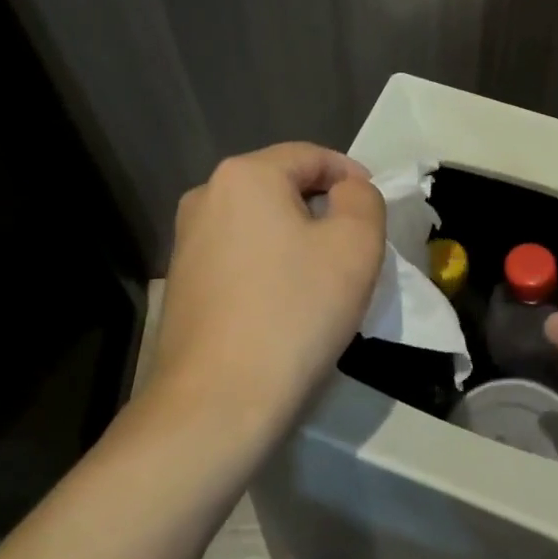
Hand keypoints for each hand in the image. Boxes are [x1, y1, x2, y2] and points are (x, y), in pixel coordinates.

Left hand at [147, 143, 385, 446]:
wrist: (217, 402)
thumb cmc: (295, 312)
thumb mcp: (356, 244)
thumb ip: (362, 199)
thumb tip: (346, 191)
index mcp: (245, 175)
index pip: (311, 156)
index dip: (351, 175)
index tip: (376, 209)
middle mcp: (206, 196)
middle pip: (282, 187)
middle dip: (323, 208)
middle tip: (356, 246)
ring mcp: (186, 241)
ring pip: (260, 223)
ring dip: (297, 238)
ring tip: (325, 277)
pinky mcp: (181, 283)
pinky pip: (240, 256)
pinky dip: (270, 265)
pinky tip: (286, 303)